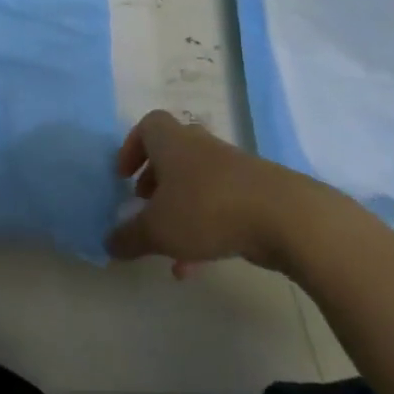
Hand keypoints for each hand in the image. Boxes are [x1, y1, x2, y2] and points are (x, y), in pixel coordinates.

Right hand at [106, 111, 320, 275]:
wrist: (284, 216)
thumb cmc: (207, 209)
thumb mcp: (157, 229)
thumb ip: (128, 237)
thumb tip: (108, 242)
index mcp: (173, 143)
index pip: (148, 126)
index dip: (132, 148)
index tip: (124, 176)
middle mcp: (201, 148)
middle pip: (172, 154)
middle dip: (155, 182)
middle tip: (144, 206)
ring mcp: (231, 170)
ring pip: (195, 185)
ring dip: (178, 212)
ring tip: (168, 249)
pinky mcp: (254, 194)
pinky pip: (218, 206)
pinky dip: (203, 230)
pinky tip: (196, 267)